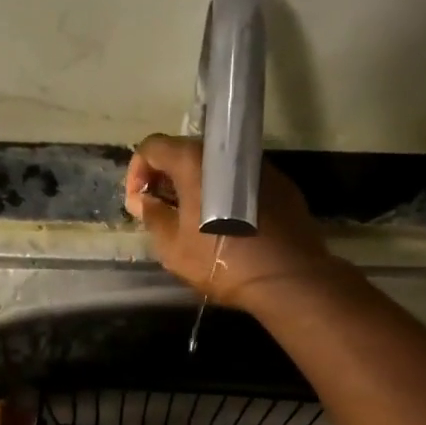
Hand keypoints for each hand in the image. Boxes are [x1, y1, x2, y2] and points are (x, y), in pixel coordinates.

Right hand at [124, 134, 339, 310]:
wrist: (287, 278)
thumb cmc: (221, 262)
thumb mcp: (173, 247)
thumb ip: (153, 217)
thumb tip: (143, 201)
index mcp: (195, 162)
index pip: (153, 147)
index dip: (137, 172)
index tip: (140, 203)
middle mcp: (228, 154)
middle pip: (186, 153)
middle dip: (167, 178)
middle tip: (163, 211)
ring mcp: (259, 167)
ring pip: (217, 168)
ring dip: (200, 187)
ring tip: (196, 219)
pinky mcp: (282, 185)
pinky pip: (243, 182)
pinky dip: (228, 195)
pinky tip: (230, 225)